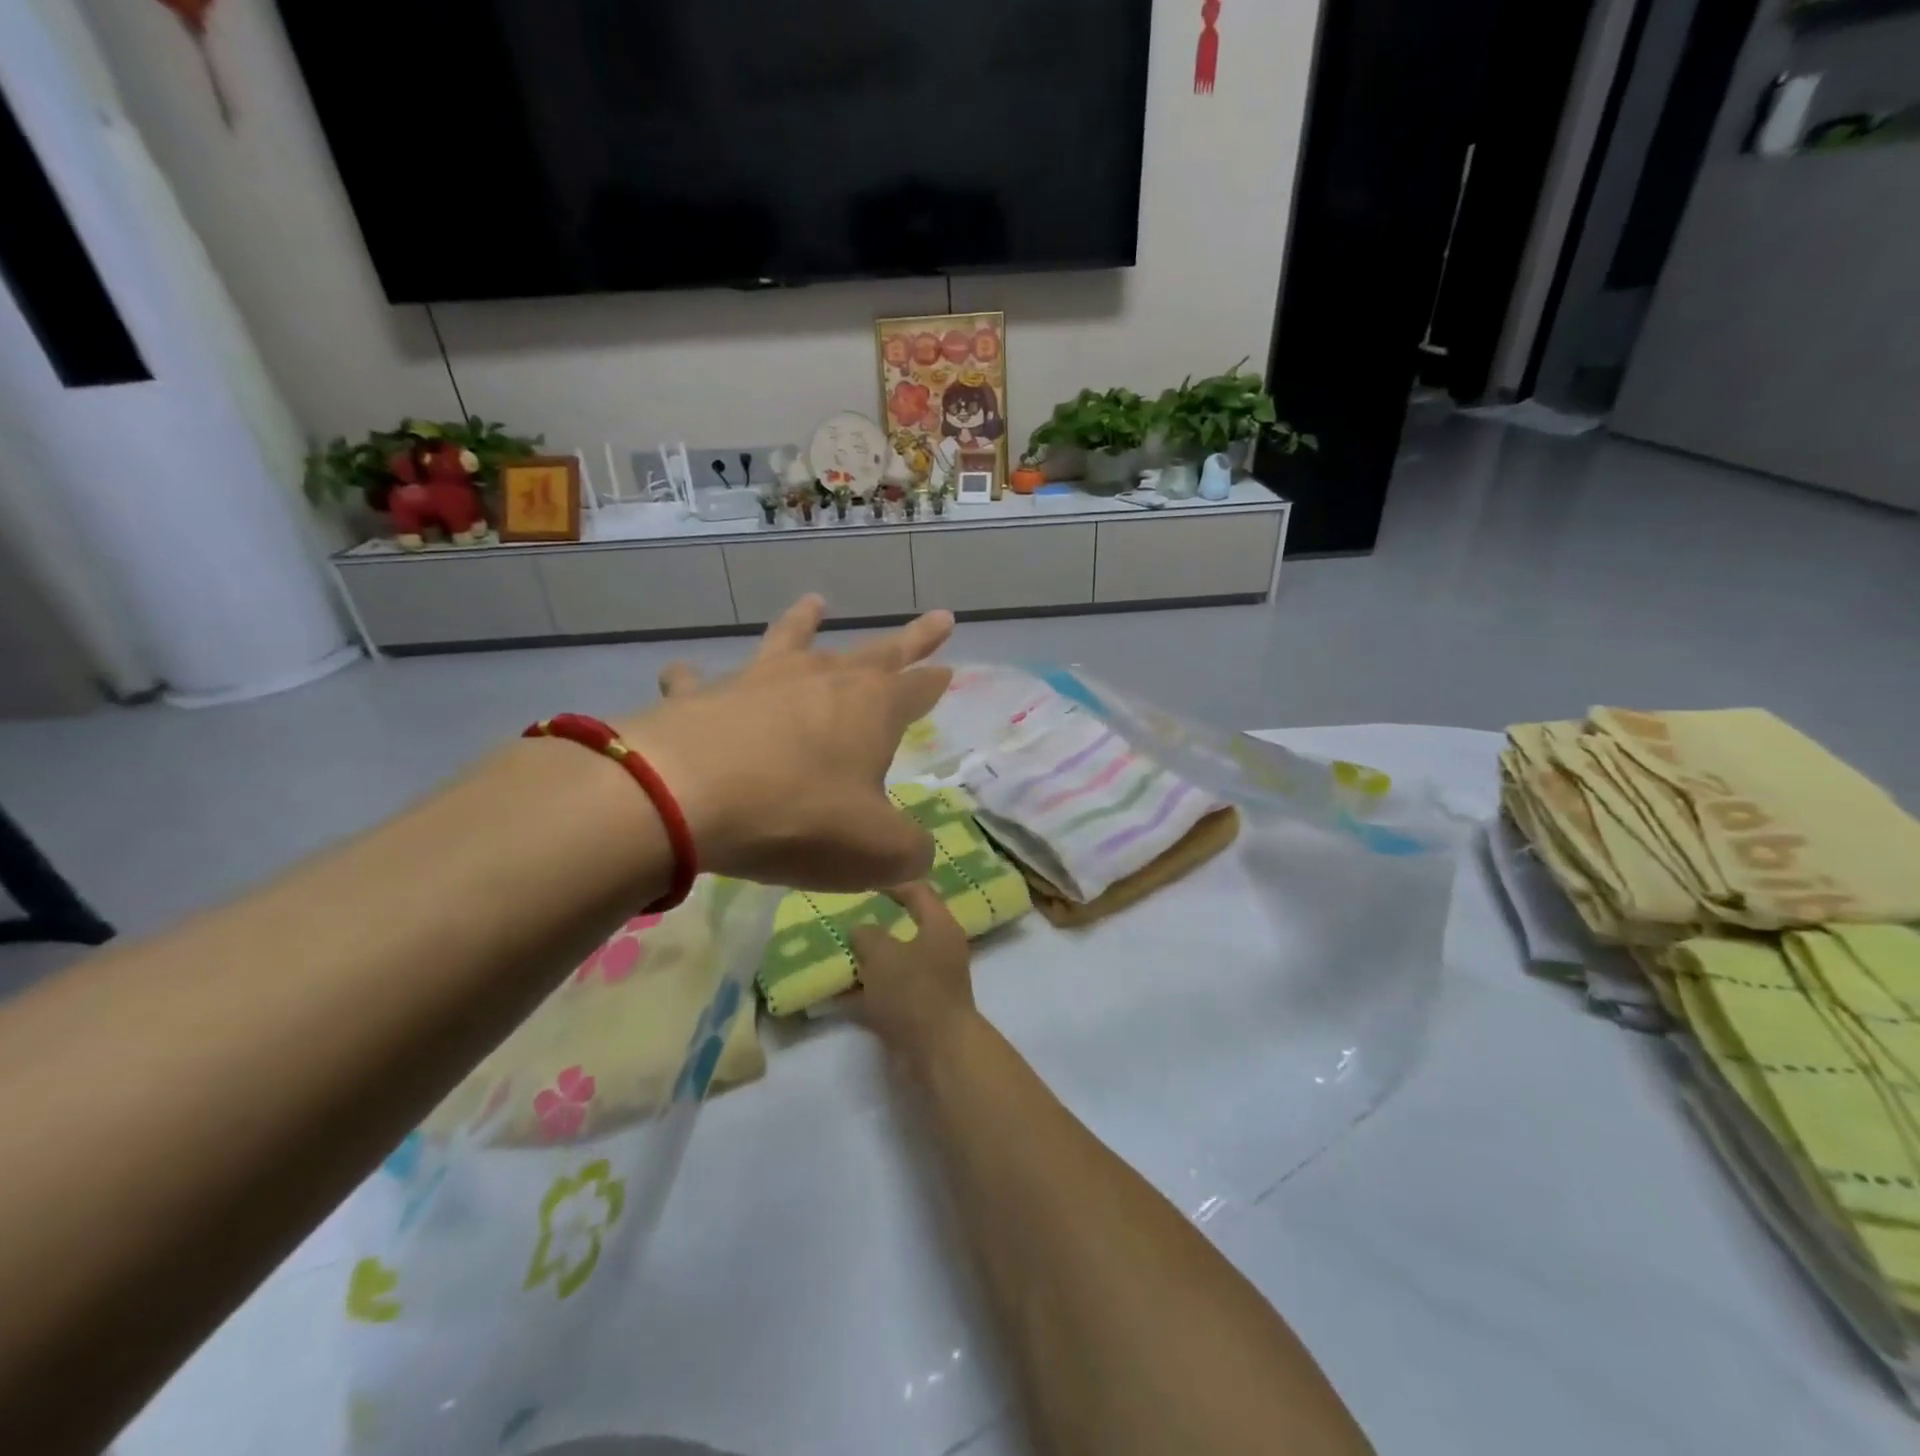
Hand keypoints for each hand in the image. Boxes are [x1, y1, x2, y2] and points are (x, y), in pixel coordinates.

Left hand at [619, 596, 953, 891]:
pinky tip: (685, 675)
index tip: (950, 668)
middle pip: (877, 653)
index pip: (917, 688)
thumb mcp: (876, 851)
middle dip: (911, 639)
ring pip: (791, 640)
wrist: (685, 796)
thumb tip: (918, 857)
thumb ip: (909, 853)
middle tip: (938, 619)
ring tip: (815, 602)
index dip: (935, 682)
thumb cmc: (798, 818)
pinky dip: (695, 678)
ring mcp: (760, 681)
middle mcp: (822, 680)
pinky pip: (701, 682)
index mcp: (872, 709)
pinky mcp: (703, 696)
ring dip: (806, 622)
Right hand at [850, 881, 976, 1069]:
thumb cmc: (914, 991)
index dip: (892, 882)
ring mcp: (929, 983)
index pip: (919, 891)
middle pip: (905, 929)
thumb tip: (861, 930)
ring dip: (866, 962)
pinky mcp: (917, 1012)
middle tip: (843, 918)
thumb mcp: (882, 954)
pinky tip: (833, 995)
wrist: (937, 1053)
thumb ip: (867, 935)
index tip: (864, 879)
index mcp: (940, 926)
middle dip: (874, 926)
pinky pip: (886, 995)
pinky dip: (863, 994)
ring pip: (893, 964)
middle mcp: (939, 950)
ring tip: (832, 955)